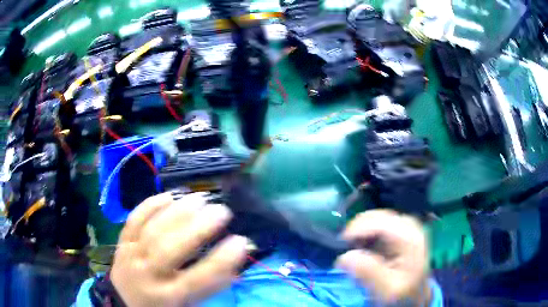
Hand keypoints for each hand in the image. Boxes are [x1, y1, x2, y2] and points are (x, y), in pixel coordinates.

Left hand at [110, 192, 250, 306]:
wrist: (125, 299)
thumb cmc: (162, 304)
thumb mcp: (188, 304)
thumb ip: (211, 284)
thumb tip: (234, 261)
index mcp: (168, 296)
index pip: (197, 279)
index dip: (220, 260)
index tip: (240, 241)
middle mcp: (148, 274)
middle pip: (170, 249)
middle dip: (197, 228)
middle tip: (222, 210)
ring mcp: (132, 254)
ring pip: (152, 230)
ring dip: (178, 211)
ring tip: (200, 198)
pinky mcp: (122, 241)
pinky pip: (134, 219)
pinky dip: (151, 205)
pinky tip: (169, 195)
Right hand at [336, 209, 430, 304]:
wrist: (414, 294)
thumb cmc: (402, 293)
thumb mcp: (386, 289)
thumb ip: (368, 272)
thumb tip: (345, 256)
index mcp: (410, 239)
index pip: (381, 223)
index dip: (358, 228)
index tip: (341, 242)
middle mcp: (410, 226)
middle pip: (378, 216)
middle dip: (359, 229)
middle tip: (346, 247)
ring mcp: (406, 226)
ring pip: (376, 218)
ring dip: (361, 231)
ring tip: (354, 248)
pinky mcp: (400, 230)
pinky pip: (378, 223)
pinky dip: (366, 232)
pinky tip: (364, 246)